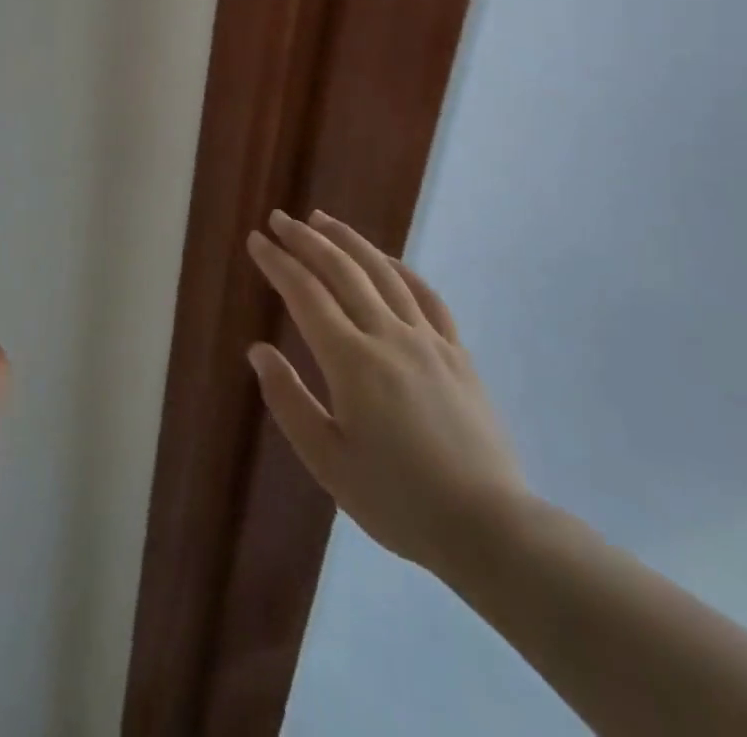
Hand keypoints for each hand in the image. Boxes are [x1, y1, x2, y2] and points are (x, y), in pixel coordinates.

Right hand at [245, 210, 525, 579]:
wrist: (490, 528)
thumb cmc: (398, 500)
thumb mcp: (328, 462)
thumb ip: (289, 401)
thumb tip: (258, 350)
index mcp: (352, 361)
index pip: (305, 293)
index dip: (278, 262)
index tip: (257, 240)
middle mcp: (389, 335)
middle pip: (342, 270)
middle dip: (306, 240)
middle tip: (281, 218)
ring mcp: (428, 339)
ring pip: (383, 272)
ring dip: (349, 240)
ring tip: (323, 220)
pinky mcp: (457, 352)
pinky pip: (426, 296)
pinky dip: (400, 268)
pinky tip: (386, 260)